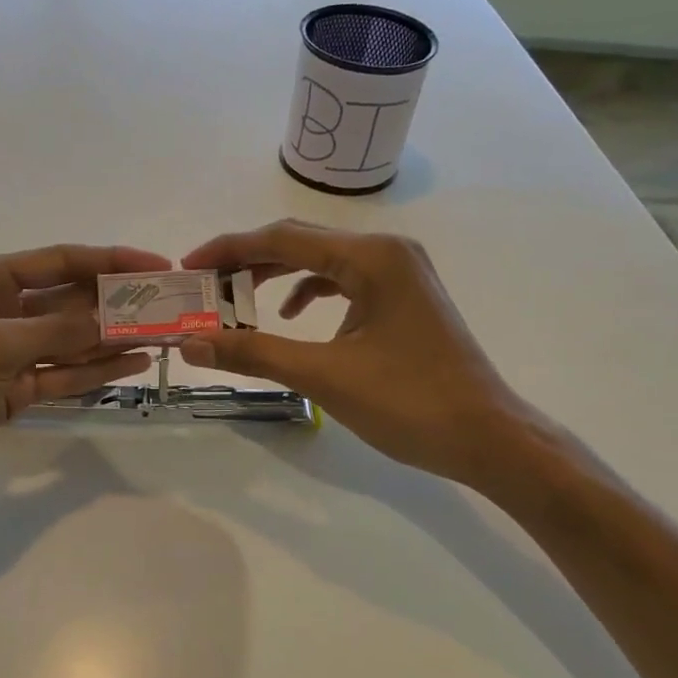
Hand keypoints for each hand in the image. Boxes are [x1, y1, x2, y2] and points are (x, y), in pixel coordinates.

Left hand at [0, 244, 168, 510]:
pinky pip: (62, 373)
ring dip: (112, 338)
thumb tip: (111, 322)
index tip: (158, 265)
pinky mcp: (13, 388)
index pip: (60, 261)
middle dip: (117, 303)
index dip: (111, 261)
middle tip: (169, 307)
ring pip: (71, 339)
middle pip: (70, 300)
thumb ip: (55, 333)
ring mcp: (8, 351)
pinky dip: (94, 370)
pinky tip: (132, 365)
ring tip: (163, 336)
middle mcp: (0, 308)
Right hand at [180, 221, 540, 487]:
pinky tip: (290, 316)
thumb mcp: (324, 375)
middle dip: (248, 261)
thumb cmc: (410, 403)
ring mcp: (401, 273)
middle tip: (204, 285)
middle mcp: (387, 251)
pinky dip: (310, 293)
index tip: (187, 267)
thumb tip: (191, 343)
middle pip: (301, 243)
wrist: (489, 438)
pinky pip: (344, 282)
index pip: (283, 238)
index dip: (229, 250)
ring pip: (323, 262)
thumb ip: (254, 353)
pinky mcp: (404, 298)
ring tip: (236, 299)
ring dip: (276, 276)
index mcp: (371, 257)